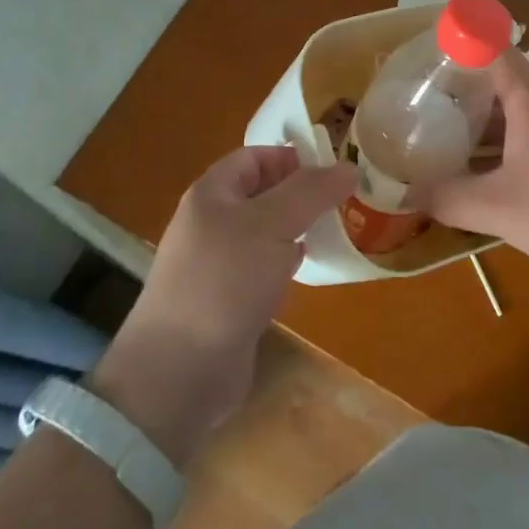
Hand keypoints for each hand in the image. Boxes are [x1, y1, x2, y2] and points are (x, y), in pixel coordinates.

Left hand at [90, 147, 353, 465]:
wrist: (179, 371)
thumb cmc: (224, 281)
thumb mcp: (271, 225)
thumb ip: (311, 192)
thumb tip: (349, 166)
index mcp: (212, 193)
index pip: (255, 157)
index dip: (292, 157)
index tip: (333, 168)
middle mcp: (212, 222)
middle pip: (262, 193)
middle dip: (301, 193)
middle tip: (344, 199)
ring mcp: (218, 263)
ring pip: (265, 232)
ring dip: (297, 228)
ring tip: (336, 228)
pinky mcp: (228, 300)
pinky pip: (263, 267)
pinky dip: (287, 262)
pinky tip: (310, 268)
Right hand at [413, 49, 528, 288]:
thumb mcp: (499, 208)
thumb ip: (448, 198)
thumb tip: (407, 194)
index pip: (493, 47)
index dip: (462, 36)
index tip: (429, 39)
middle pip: (500, 82)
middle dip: (460, 88)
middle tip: (420, 102)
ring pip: (516, 115)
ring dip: (482, 124)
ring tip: (443, 141)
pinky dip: (504, 149)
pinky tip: (488, 179)